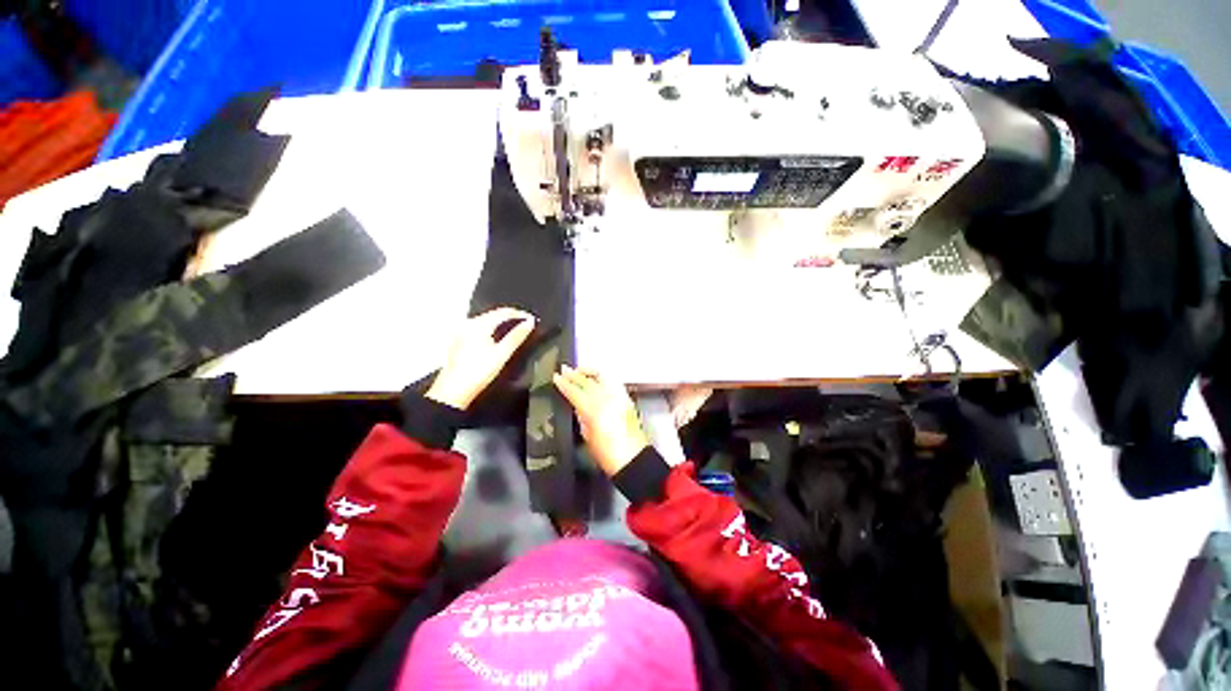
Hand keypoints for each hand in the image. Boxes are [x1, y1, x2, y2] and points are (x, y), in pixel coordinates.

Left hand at [426, 307, 535, 409]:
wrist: (454, 391)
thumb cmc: (478, 372)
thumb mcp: (502, 353)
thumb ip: (517, 336)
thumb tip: (530, 322)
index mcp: (479, 324)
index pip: (504, 312)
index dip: (520, 314)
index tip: (532, 319)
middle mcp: (469, 324)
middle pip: (494, 314)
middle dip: (511, 317)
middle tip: (526, 324)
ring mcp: (463, 331)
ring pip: (487, 320)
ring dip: (502, 323)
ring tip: (515, 330)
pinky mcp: (460, 340)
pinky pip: (480, 328)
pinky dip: (492, 329)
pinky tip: (498, 338)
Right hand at [553, 365, 649, 476]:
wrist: (633, 459)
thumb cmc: (607, 454)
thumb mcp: (588, 436)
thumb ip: (581, 417)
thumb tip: (577, 405)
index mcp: (594, 410)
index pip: (576, 391)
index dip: (564, 383)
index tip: (556, 377)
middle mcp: (607, 399)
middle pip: (588, 381)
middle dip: (575, 374)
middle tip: (564, 370)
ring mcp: (619, 396)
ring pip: (603, 376)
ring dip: (589, 372)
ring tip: (580, 371)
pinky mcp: (627, 398)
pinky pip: (612, 381)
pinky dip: (602, 377)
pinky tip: (597, 379)